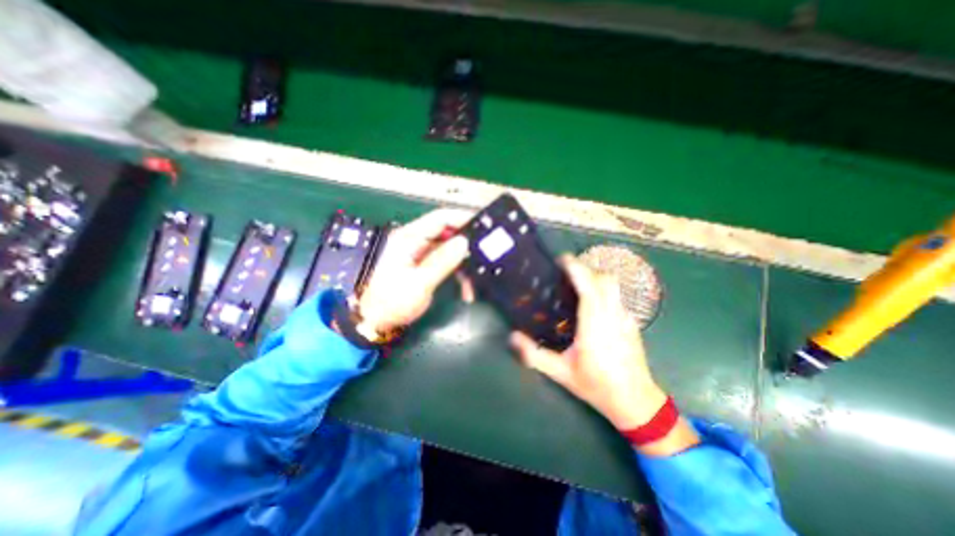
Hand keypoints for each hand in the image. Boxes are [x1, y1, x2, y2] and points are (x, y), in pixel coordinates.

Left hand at [358, 208, 473, 334]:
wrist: (374, 321)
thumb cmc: (391, 303)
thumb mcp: (420, 283)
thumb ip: (442, 261)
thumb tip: (463, 242)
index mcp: (408, 239)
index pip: (440, 218)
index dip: (462, 218)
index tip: (482, 225)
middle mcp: (413, 241)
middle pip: (446, 233)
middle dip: (465, 246)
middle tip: (482, 257)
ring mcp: (417, 253)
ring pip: (447, 249)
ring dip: (462, 264)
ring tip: (472, 283)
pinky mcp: (420, 264)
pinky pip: (443, 260)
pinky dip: (455, 271)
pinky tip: (464, 287)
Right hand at [516, 255, 665, 430]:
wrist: (635, 402)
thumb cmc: (596, 386)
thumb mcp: (560, 372)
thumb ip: (535, 355)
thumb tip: (513, 337)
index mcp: (594, 325)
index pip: (588, 287)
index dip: (576, 268)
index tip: (562, 259)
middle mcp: (612, 316)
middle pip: (603, 279)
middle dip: (585, 269)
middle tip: (565, 272)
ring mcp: (625, 318)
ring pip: (613, 286)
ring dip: (594, 278)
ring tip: (576, 284)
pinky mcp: (631, 323)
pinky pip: (616, 297)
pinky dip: (602, 290)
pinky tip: (591, 304)